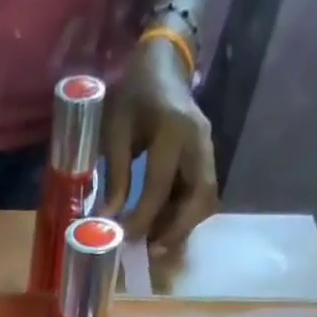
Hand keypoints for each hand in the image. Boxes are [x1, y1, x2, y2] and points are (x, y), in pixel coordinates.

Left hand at [102, 36, 218, 249]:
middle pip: (200, 195)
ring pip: (204, 198)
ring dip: (183, 225)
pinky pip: (200, 193)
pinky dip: (183, 214)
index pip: (160, 185)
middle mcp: (199, 140)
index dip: (143, 217)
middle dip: (177, 228)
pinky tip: (162, 227)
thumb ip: (115, 173)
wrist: (163, 65)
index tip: (124, 237)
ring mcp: (207, 148)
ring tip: (155, 243)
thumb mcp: (115, 129)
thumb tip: (109, 217)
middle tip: (152, 251)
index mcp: (173, 129)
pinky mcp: (206, 157)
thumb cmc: (134, 95)